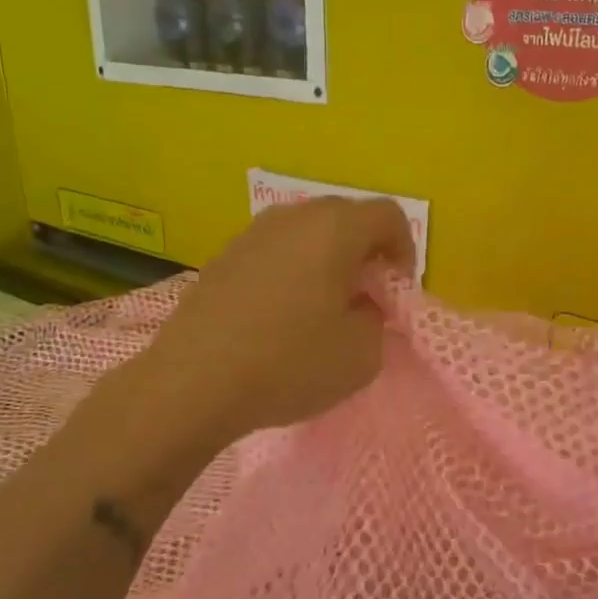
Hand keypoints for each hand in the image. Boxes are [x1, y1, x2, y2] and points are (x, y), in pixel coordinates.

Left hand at [110, 198, 415, 453]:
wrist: (192, 383)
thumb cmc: (288, 363)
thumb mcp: (361, 355)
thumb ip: (377, 320)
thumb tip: (360, 306)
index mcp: (334, 229)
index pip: (389, 215)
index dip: (405, 250)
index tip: (396, 292)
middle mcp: (293, 217)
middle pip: (347, 218)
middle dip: (366, 253)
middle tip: (365, 298)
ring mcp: (253, 233)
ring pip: (308, 233)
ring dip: (328, 261)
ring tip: (322, 308)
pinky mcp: (223, 256)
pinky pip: (275, 250)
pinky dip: (293, 270)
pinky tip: (281, 315)